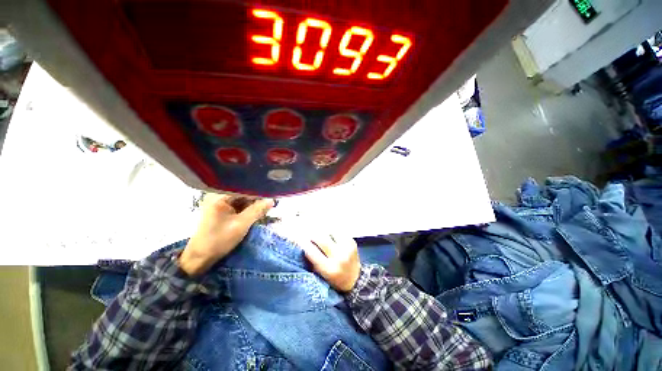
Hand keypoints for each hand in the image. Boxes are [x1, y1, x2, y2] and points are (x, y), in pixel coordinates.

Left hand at [178, 194, 274, 275]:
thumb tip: (272, 200)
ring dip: (253, 204)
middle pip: (242, 192)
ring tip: (266, 206)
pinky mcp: (221, 210)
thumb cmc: (219, 240)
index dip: (258, 191)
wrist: (200, 258)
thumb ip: (257, 210)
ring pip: (241, 199)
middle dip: (257, 198)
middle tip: (271, 202)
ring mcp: (219, 203)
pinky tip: (257, 211)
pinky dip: (247, 208)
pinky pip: (238, 205)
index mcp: (219, 196)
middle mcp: (218, 196)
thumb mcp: (241, 224)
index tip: (272, 194)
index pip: (243, 188)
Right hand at [303, 234, 360, 291]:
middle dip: (312, 234)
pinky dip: (331, 231)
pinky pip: (338, 231)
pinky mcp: (352, 241)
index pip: (311, 251)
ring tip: (318, 232)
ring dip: (322, 231)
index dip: (302, 243)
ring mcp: (347, 247)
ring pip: (329, 231)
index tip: (296, 238)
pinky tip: (329, 233)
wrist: (355, 280)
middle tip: (307, 233)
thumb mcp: (320, 274)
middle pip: (321, 238)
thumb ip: (311, 259)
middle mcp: (339, 256)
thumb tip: (301, 242)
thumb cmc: (334, 279)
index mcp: (329, 269)